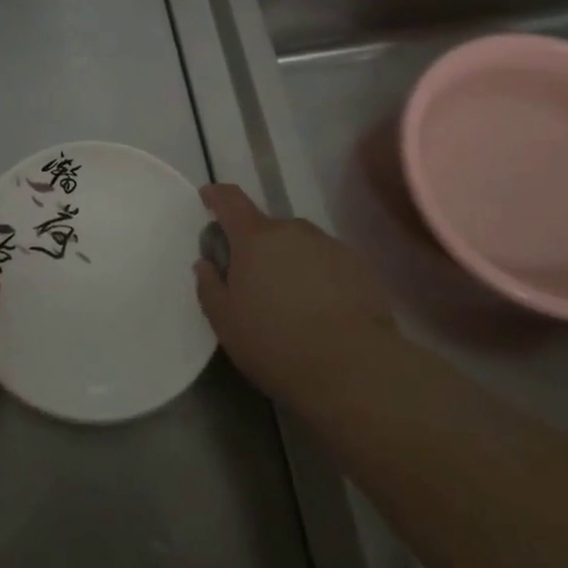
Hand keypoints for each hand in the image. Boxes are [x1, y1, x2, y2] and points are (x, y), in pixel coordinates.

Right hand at [195, 183, 395, 411]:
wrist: (354, 371)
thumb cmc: (276, 344)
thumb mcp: (225, 322)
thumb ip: (209, 286)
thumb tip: (206, 263)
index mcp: (255, 238)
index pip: (230, 200)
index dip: (217, 195)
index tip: (209, 198)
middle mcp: (293, 230)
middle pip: (267, 228)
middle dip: (257, 247)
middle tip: (255, 282)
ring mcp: (330, 246)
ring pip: (300, 246)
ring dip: (290, 263)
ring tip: (293, 302)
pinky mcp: (361, 268)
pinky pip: (329, 263)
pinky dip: (320, 278)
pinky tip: (323, 312)